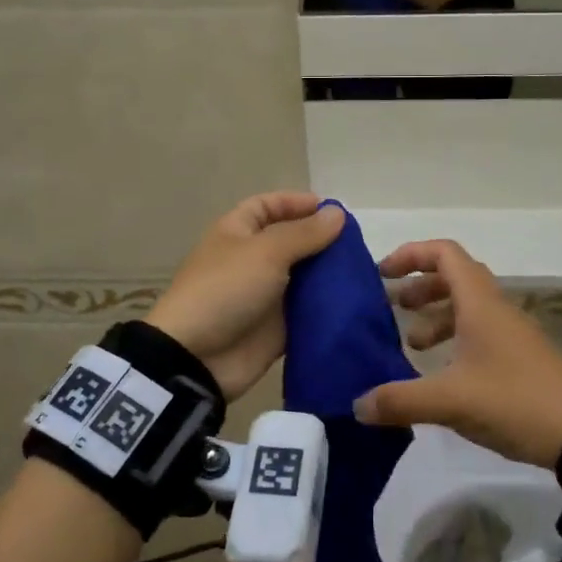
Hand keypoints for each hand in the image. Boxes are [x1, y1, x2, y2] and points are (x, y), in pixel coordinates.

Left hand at [146, 193, 345, 400]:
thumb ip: (305, 233)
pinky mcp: (278, 327)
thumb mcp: (266, 251)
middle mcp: (253, 260)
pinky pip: (308, 311)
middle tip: (358, 245)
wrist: (198, 357)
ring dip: (329, 274)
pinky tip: (356, 301)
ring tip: (363, 272)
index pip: (268, 206)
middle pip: (292, 242)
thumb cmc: (227, 289)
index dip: (297, 203)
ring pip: (304, 277)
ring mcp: (266, 295)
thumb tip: (338, 213)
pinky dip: (327, 306)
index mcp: (238, 233)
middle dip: (322, 241)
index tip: (333, 211)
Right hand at [354, 239, 561, 468]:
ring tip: (413, 345)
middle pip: (454, 277)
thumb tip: (357, 404)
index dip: (411, 255)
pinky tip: (441, 373)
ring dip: (436, 316)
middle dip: (420, 287)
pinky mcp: (519, 358)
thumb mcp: (450, 401)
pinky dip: (454, 340)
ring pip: (467, 307)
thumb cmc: (513, 401)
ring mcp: (511, 333)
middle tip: (393, 308)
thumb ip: (401, 400)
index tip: (383, 274)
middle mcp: (496, 309)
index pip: (444, 254)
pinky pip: (479, 332)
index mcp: (480, 303)